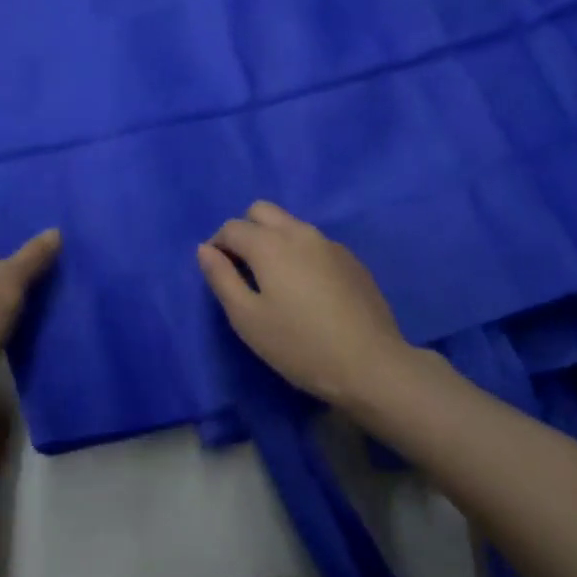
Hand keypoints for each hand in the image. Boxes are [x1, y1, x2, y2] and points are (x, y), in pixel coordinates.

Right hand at [198, 202, 409, 407]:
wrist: (371, 365)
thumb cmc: (300, 346)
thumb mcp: (248, 319)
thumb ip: (221, 278)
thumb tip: (205, 249)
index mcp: (269, 244)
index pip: (232, 227)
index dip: (218, 245)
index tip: (218, 272)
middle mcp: (299, 232)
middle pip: (262, 211)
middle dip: (246, 230)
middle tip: (244, 268)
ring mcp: (329, 243)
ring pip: (291, 225)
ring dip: (274, 240)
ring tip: (276, 281)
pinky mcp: (351, 260)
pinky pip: (315, 243)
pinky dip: (300, 254)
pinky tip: (308, 291)